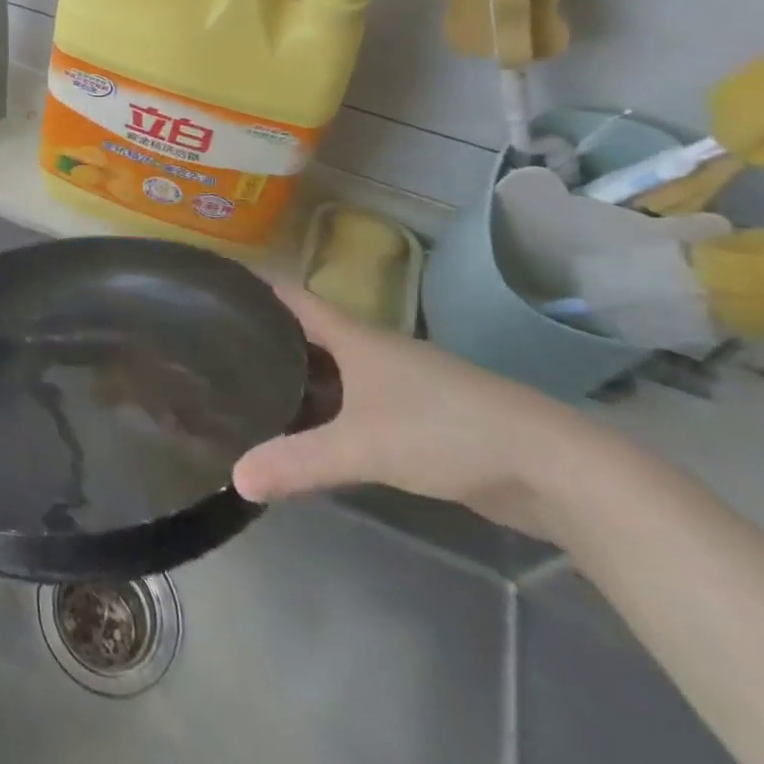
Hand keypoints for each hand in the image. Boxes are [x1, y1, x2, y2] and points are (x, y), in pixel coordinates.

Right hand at [231, 286, 581, 536]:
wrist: (552, 467)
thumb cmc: (445, 430)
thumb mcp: (363, 446)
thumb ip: (298, 461)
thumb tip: (234, 478)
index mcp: (354, 336)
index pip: (292, 296)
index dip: (254, 287)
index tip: (211, 286)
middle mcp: (373, 350)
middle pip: (308, 333)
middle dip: (265, 338)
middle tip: (214, 348)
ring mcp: (400, 384)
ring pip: (334, 371)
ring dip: (298, 377)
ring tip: (248, 389)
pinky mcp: (420, 418)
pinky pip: (357, 403)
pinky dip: (328, 410)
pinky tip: (309, 432)